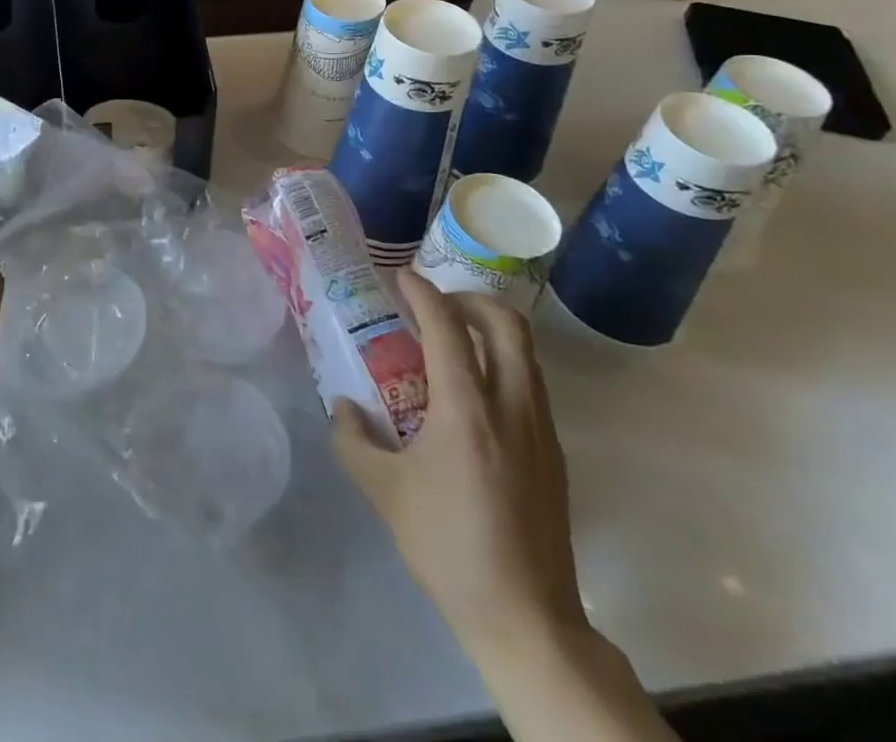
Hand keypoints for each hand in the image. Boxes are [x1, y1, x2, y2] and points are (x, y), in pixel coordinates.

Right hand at [333, 273, 585, 665]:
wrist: (527, 618)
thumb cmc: (448, 547)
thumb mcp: (384, 492)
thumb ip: (352, 440)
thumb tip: (341, 406)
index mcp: (466, 410)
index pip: (447, 327)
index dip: (423, 292)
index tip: (401, 277)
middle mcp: (510, 406)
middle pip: (505, 324)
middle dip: (469, 299)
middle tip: (436, 305)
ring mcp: (540, 429)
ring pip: (525, 352)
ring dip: (490, 329)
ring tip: (454, 340)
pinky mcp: (554, 453)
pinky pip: (531, 383)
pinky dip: (504, 363)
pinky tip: (475, 392)